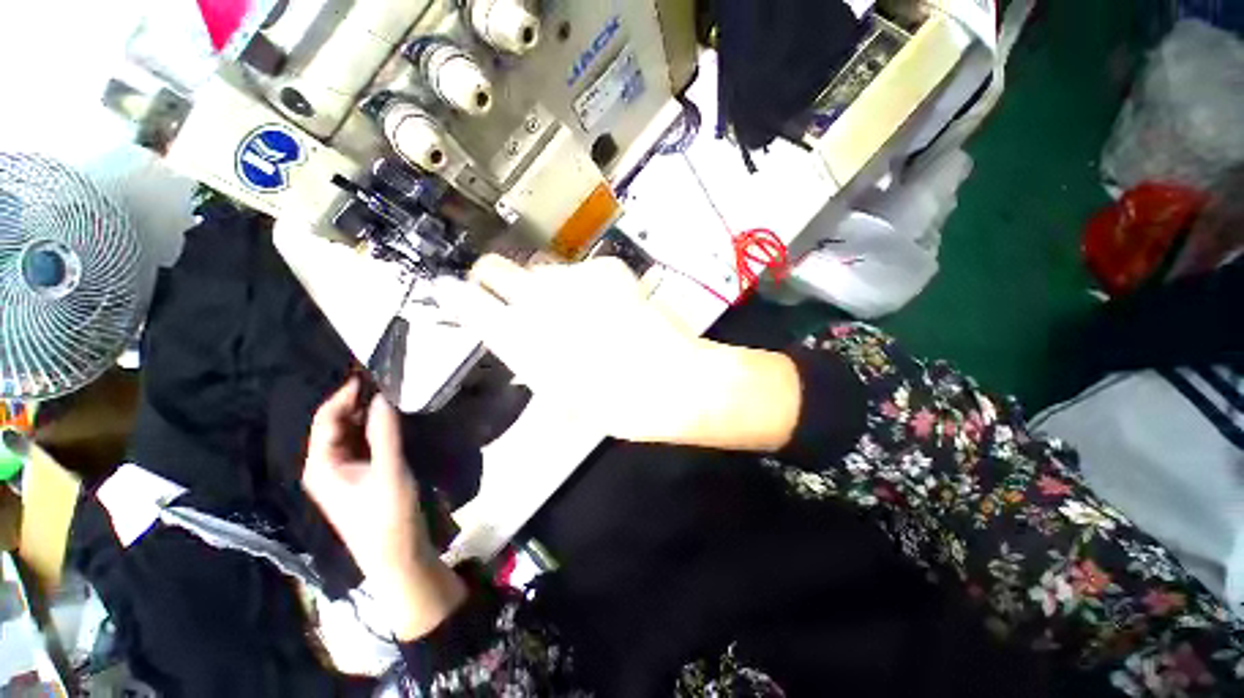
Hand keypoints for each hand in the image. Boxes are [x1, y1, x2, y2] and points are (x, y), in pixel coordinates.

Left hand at [303, 378, 464, 640]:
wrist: (397, 554)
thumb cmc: (387, 514)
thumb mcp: (389, 470)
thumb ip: (385, 431)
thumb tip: (383, 396)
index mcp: (322, 464)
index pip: (326, 418)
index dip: (345, 394)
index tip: (370, 373)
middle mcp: (327, 465)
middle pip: (337, 424)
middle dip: (358, 402)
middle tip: (387, 381)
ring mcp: (344, 472)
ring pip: (352, 434)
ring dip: (368, 414)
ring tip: (392, 394)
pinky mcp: (362, 477)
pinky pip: (364, 444)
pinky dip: (376, 429)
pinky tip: (393, 420)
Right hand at [445, 255, 802, 451]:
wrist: (672, 381)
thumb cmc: (616, 404)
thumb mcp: (561, 396)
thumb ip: (532, 364)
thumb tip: (522, 348)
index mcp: (521, 339)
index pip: (468, 302)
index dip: (456, 295)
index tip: (450, 291)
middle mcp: (539, 301)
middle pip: (495, 268)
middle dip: (494, 279)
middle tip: (510, 293)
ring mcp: (574, 278)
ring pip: (542, 270)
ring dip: (548, 288)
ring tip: (576, 310)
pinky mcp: (607, 269)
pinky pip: (583, 271)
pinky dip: (587, 285)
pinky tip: (607, 306)